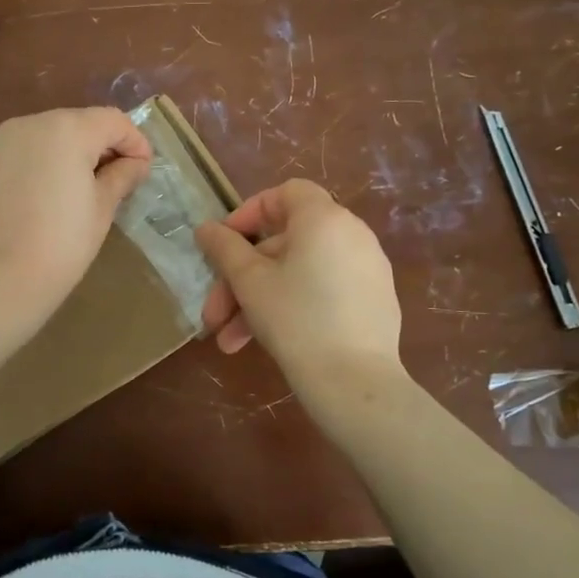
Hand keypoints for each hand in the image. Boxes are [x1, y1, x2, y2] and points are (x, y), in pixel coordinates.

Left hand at [0, 107, 152, 317]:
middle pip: (78, 123)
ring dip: (69, 154)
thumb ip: (121, 177)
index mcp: (67, 130)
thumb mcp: (101, 210)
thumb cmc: (60, 244)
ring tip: (79, 191)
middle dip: (101, 146)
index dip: (135, 143)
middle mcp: (30, 124)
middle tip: (115, 182)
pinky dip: (40, 165)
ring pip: (47, 137)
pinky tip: (44, 198)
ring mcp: (0, 142)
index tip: (143, 171)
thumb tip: (135, 164)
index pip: (113, 121)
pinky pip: (21, 153)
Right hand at [196, 179, 403, 389]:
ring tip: (231, 343)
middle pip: (284, 244)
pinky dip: (292, 306)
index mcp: (324, 219)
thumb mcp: (250, 283)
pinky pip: (323, 291)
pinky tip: (266, 343)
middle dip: (241, 280)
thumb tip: (206, 228)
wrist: (356, 384)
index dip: (248, 213)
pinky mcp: (373, 301)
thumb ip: (224, 249)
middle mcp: (351, 235)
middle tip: (214, 316)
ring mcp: (366, 270)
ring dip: (258, 302)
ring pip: (298, 274)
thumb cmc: (296, 320)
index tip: (223, 245)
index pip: (285, 194)